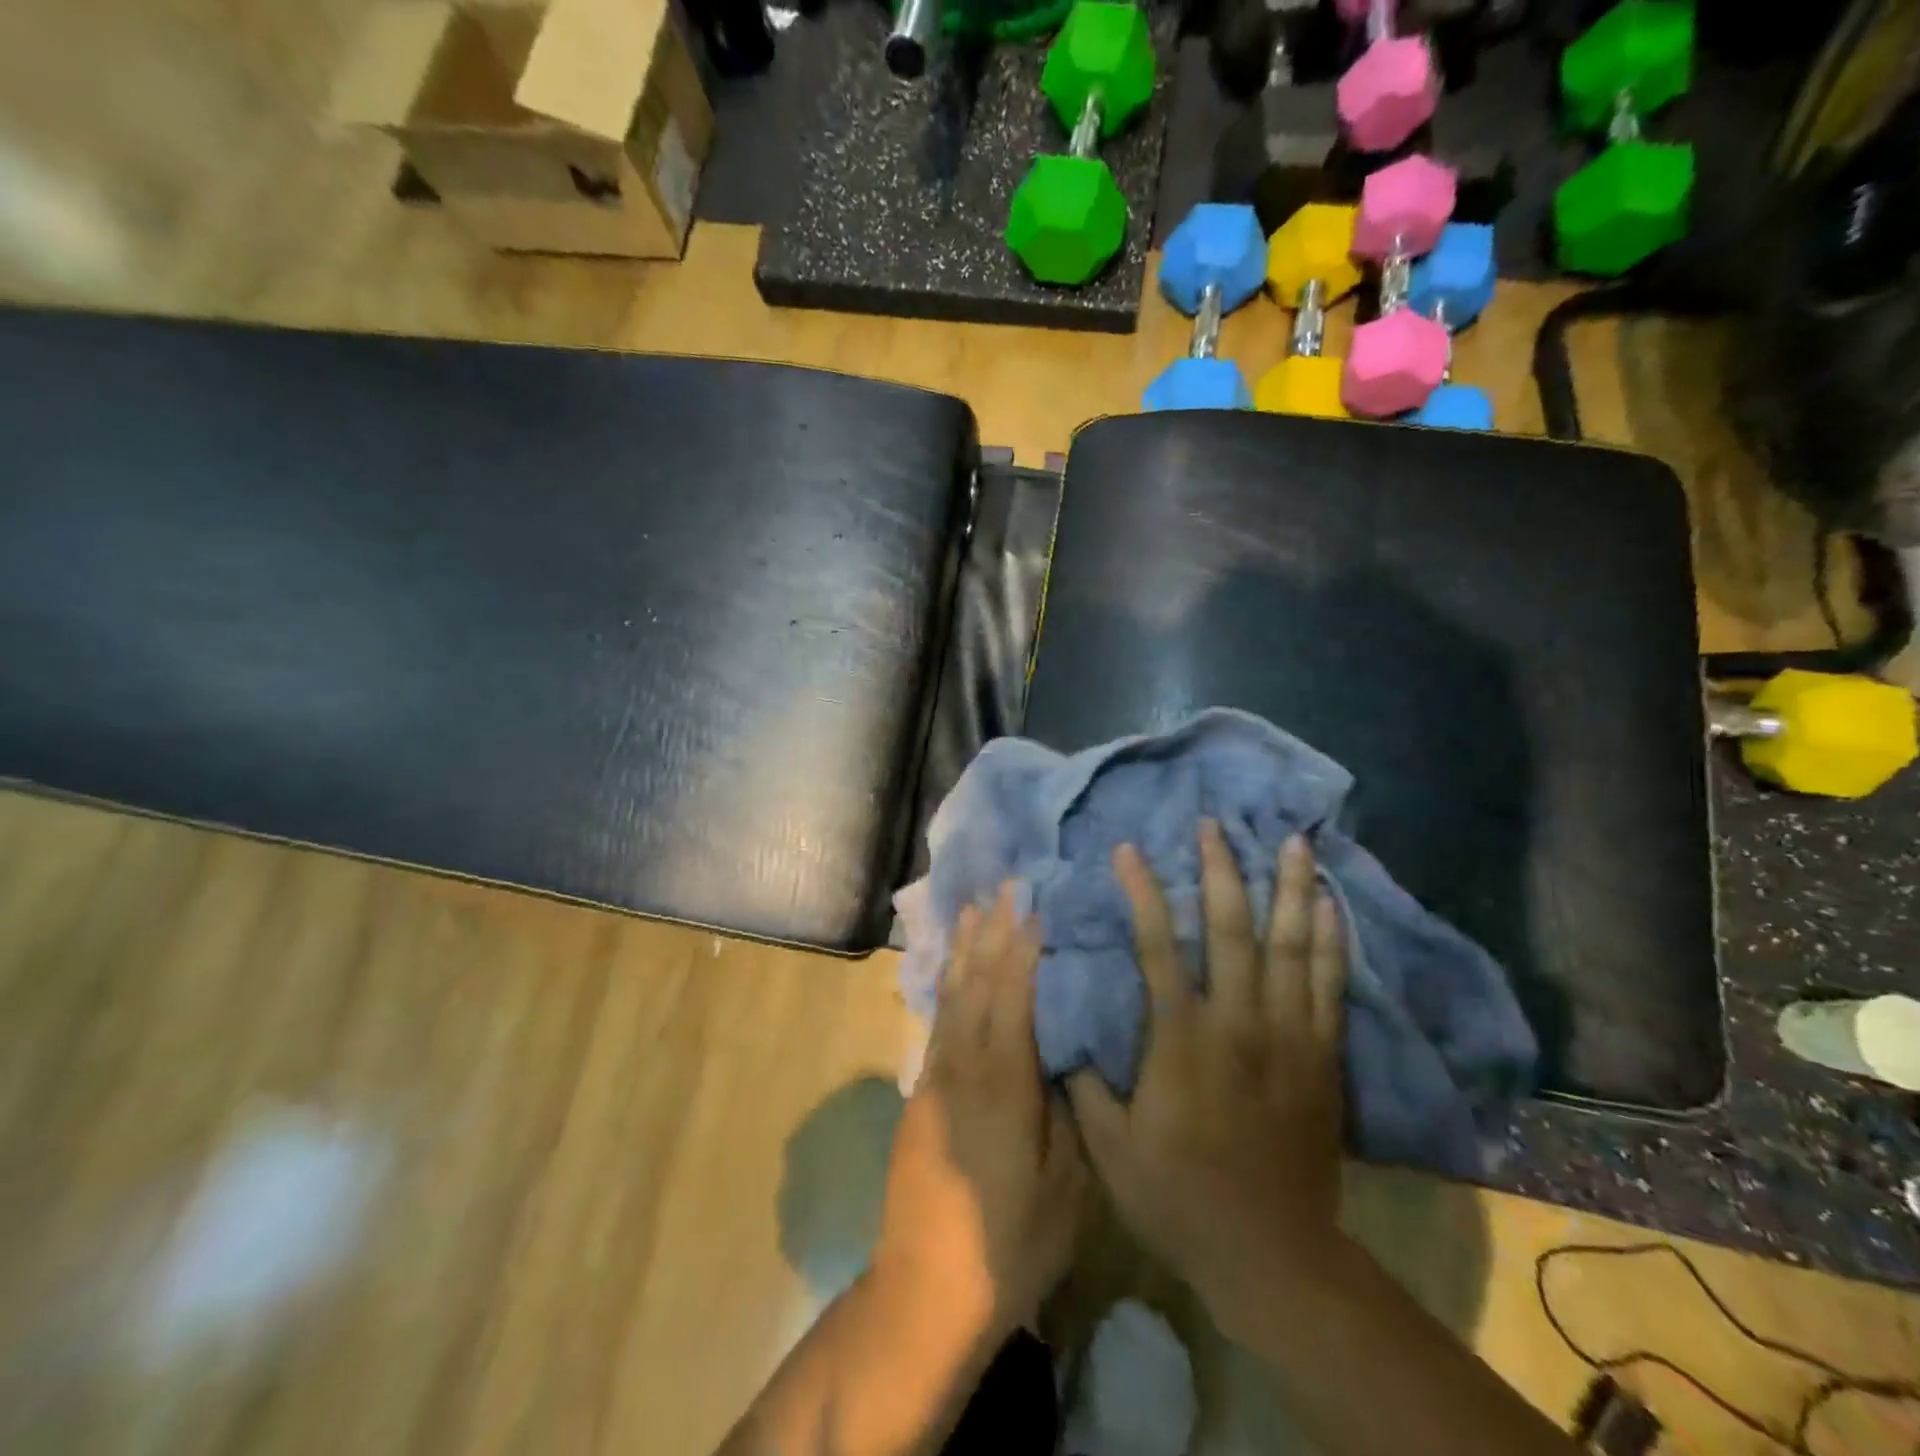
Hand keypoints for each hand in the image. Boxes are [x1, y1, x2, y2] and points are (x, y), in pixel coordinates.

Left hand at [872, 883, 1088, 1340]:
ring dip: (963, 948)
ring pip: (951, 995)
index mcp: (1002, 1082)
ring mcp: (935, 1078)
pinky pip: (939, 1019)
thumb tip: (1072, 1050)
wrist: (927, 1289)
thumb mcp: (1067, 1187)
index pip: (1012, 994)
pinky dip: (948, 983)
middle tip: (1005, 887)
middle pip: (976, 982)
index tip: (1035, 905)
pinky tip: (953, 970)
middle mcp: (962, 1066)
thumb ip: (1071, 1109)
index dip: (1023, 946)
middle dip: (992, 931)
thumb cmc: (1011, 1242)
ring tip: (973, 908)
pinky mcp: (921, 1093)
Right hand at [1069, 823, 1348, 1334]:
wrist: (1272, 1254)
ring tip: (1291, 840)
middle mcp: (1237, 1022)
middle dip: (1220, 870)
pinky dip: (1330, 941)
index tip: (1128, 850)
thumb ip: (1085, 1081)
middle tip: (1214, 825)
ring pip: (1290, 946)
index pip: (1156, 945)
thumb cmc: (1178, 1196)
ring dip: (1287, 889)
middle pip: (1230, 928)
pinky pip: (1329, 985)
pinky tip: (1328, 905)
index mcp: (1180, 1038)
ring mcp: (1286, 1036)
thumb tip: (1062, 1028)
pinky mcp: (1320, 1056)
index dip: (1141, 892)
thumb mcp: (1109, 1146)